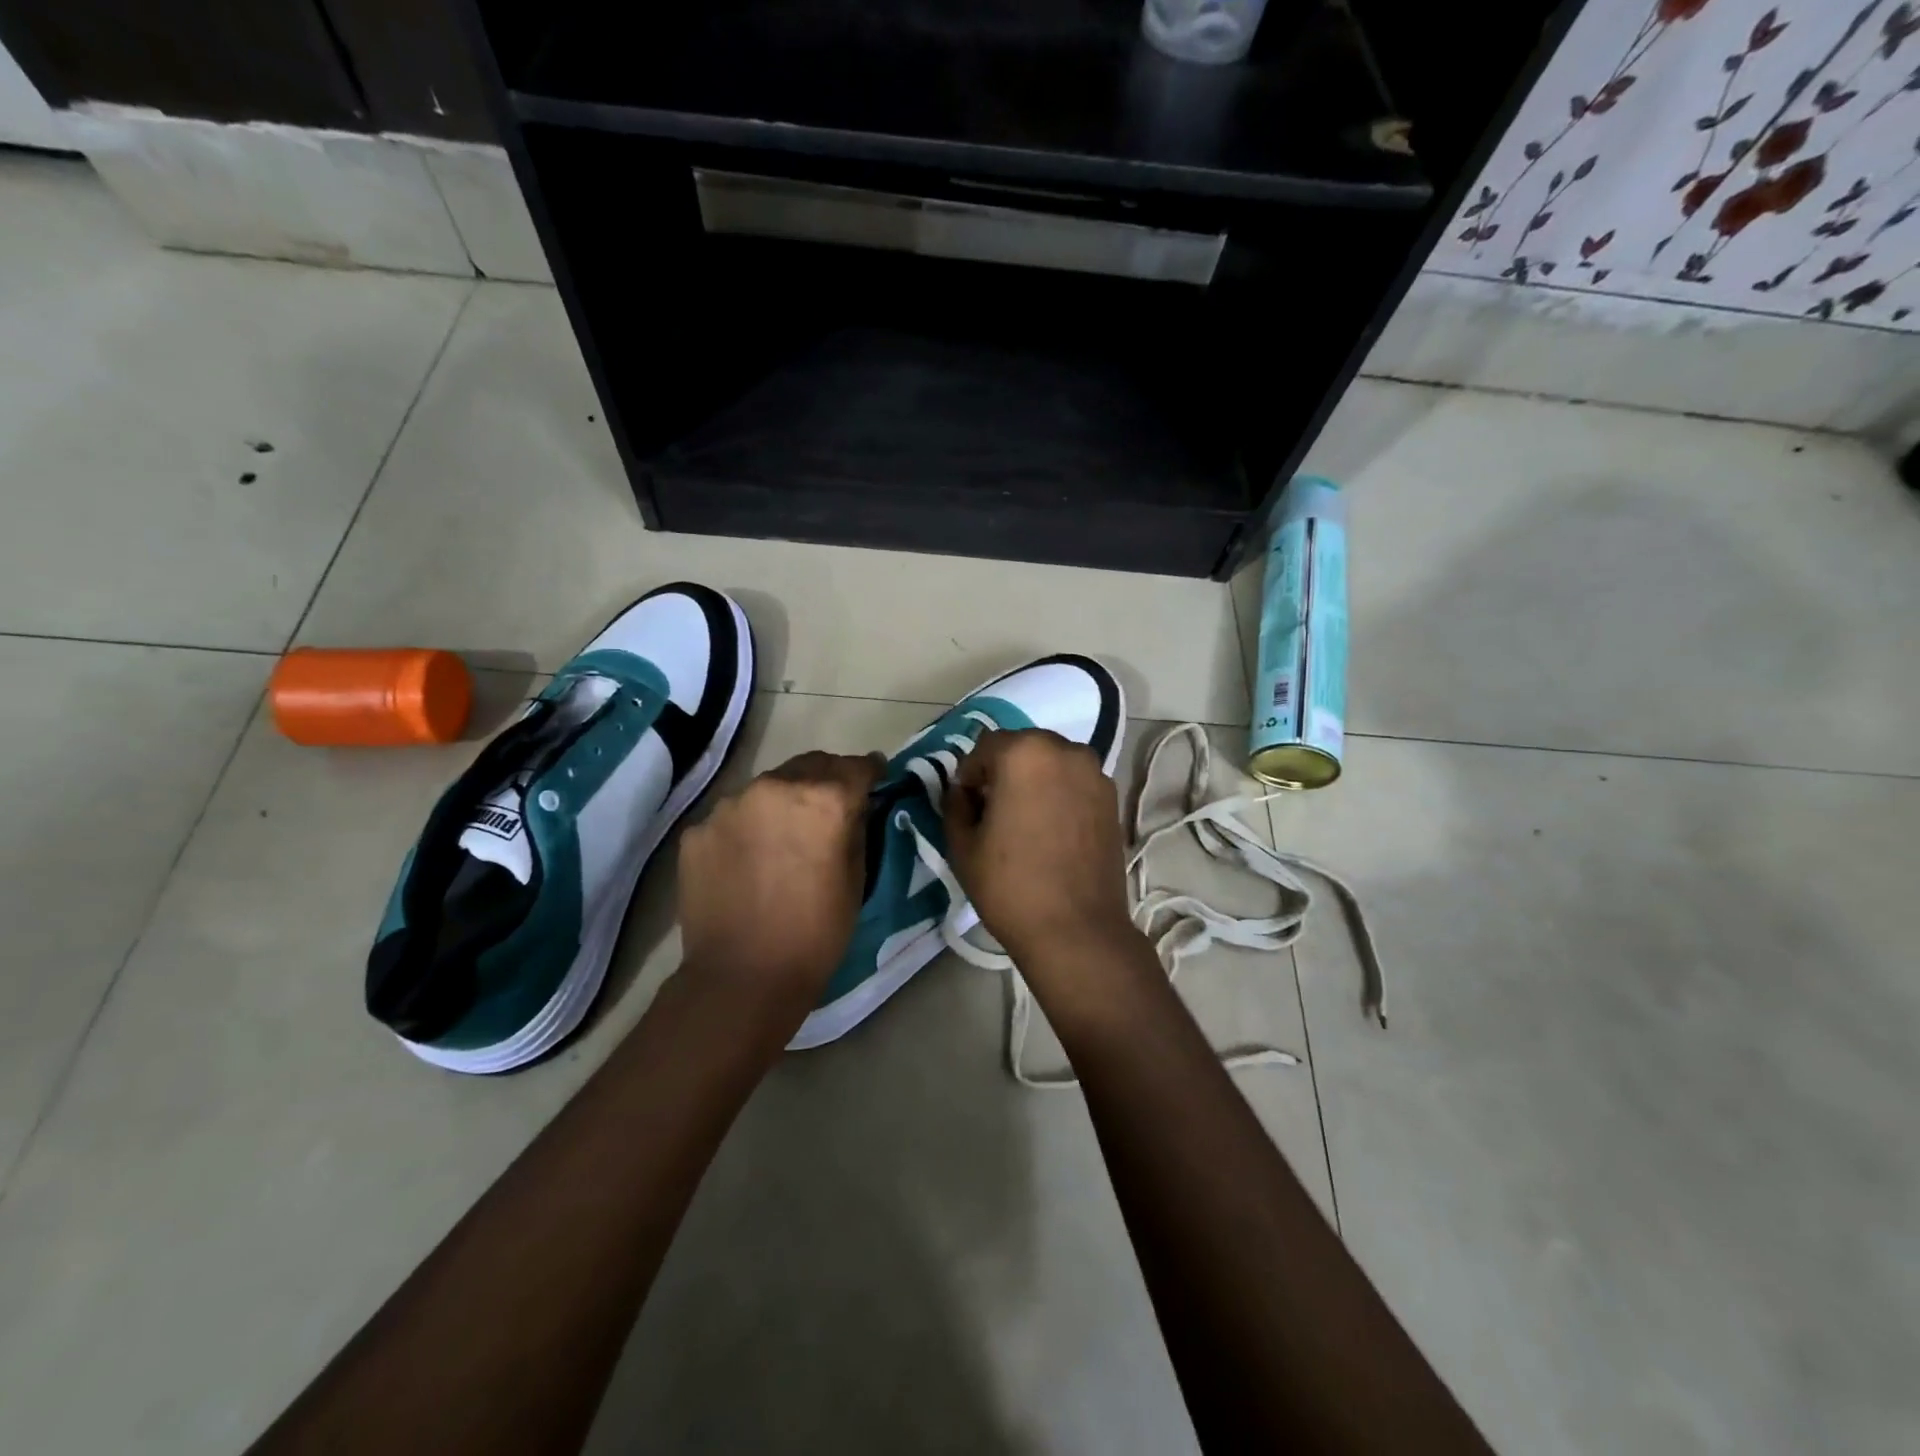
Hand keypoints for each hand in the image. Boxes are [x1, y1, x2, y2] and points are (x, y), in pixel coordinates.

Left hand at [677, 750, 881, 1030]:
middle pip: (811, 765)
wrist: (741, 978)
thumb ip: (857, 828)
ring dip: (783, 801)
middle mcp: (776, 786)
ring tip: (784, 837)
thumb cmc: (815, 933)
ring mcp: (730, 805)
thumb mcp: (857, 878)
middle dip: (827, 779)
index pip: (857, 766)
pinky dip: (748, 828)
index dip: (871, 772)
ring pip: (768, 787)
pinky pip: (733, 816)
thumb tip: (855, 806)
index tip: (876, 778)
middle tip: (832, 806)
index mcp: (825, 799)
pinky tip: (749, 860)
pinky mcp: (698, 829)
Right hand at [942, 730, 1138, 972]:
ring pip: (1051, 763)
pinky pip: (1075, 782)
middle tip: (993, 811)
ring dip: (1033, 780)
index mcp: (1024, 753)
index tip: (967, 806)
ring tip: (1025, 821)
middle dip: (1003, 771)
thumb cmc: (1010, 885)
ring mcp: (1095, 773)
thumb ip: (955, 804)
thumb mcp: (963, 845)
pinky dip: (1059, 794)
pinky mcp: (1112, 798)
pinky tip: (1051, 830)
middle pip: (1022, 748)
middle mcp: (1065, 751)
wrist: (1077, 929)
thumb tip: (962, 791)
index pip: (984, 747)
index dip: (969, 775)